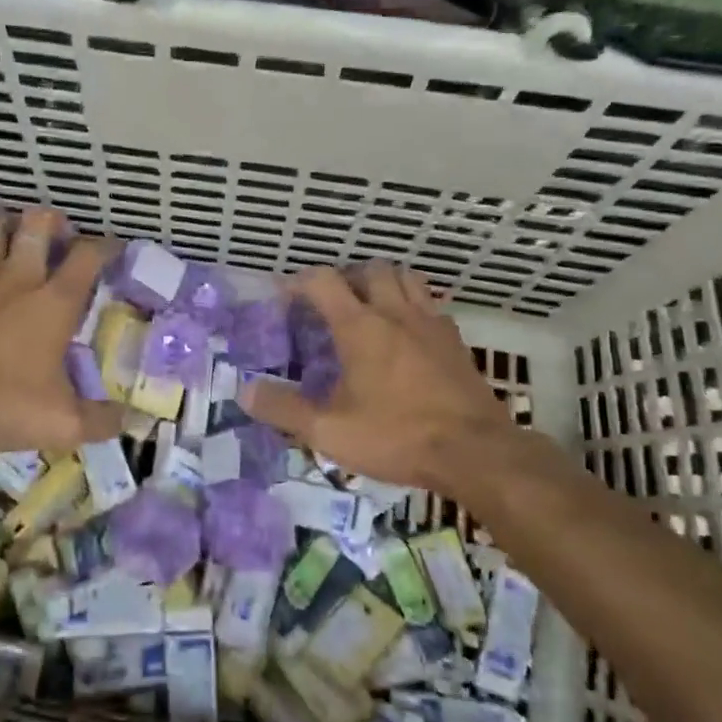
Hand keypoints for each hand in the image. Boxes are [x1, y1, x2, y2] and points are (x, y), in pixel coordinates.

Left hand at [0, 209, 125, 453]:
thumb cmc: (3, 402)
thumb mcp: (61, 422)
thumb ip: (102, 420)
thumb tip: (134, 421)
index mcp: (55, 301)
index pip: (87, 255)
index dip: (105, 245)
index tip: (114, 247)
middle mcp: (19, 277)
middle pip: (37, 223)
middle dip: (54, 220)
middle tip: (61, 234)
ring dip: (11, 226)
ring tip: (20, 240)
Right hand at [243, 263, 520, 490]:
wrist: (477, 453)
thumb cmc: (397, 436)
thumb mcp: (329, 430)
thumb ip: (284, 409)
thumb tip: (244, 392)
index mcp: (360, 327)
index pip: (324, 281)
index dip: (300, 282)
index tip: (285, 297)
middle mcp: (396, 313)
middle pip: (371, 269)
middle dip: (347, 277)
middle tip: (332, 303)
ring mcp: (431, 324)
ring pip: (407, 279)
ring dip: (384, 283)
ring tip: (370, 308)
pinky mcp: (456, 342)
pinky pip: (431, 306)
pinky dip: (413, 307)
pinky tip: (407, 335)